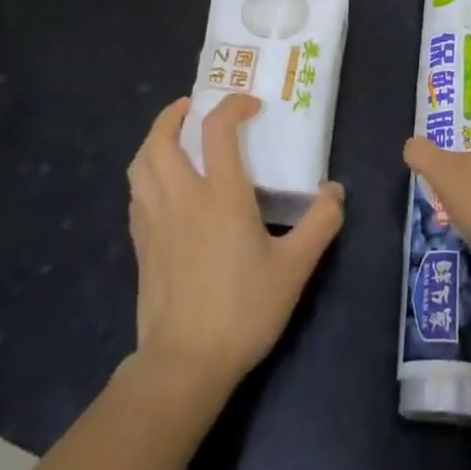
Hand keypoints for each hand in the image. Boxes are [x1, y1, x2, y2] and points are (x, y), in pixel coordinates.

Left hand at [127, 94, 344, 393]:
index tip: (250, 106)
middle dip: (174, 114)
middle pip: (162, 139)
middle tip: (192, 107)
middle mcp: (183, 198)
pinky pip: (136, 193)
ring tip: (171, 137)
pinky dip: (146, 174)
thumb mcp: (295, 269)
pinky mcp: (141, 244)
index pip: (218, 130)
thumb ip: (320, 224)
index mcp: (221, 196)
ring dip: (153, 140)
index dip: (232, 106)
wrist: (185, 363)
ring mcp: (155, 221)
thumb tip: (334, 191)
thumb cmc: (243, 311)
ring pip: (140, 164)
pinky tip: (160, 185)